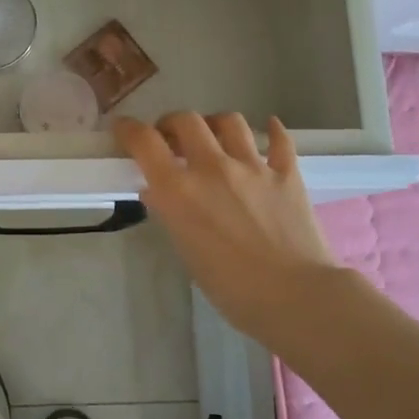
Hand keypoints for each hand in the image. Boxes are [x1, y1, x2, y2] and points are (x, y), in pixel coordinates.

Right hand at [116, 111, 335, 339]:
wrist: (295, 297)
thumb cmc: (231, 288)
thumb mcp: (187, 252)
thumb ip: (172, 215)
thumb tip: (159, 192)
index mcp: (179, 190)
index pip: (144, 142)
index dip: (128, 129)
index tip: (123, 128)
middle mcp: (213, 167)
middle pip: (186, 120)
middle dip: (172, 123)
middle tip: (171, 138)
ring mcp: (253, 167)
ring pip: (230, 122)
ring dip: (215, 124)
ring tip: (213, 136)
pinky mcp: (287, 174)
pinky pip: (280, 141)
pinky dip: (272, 132)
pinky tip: (268, 129)